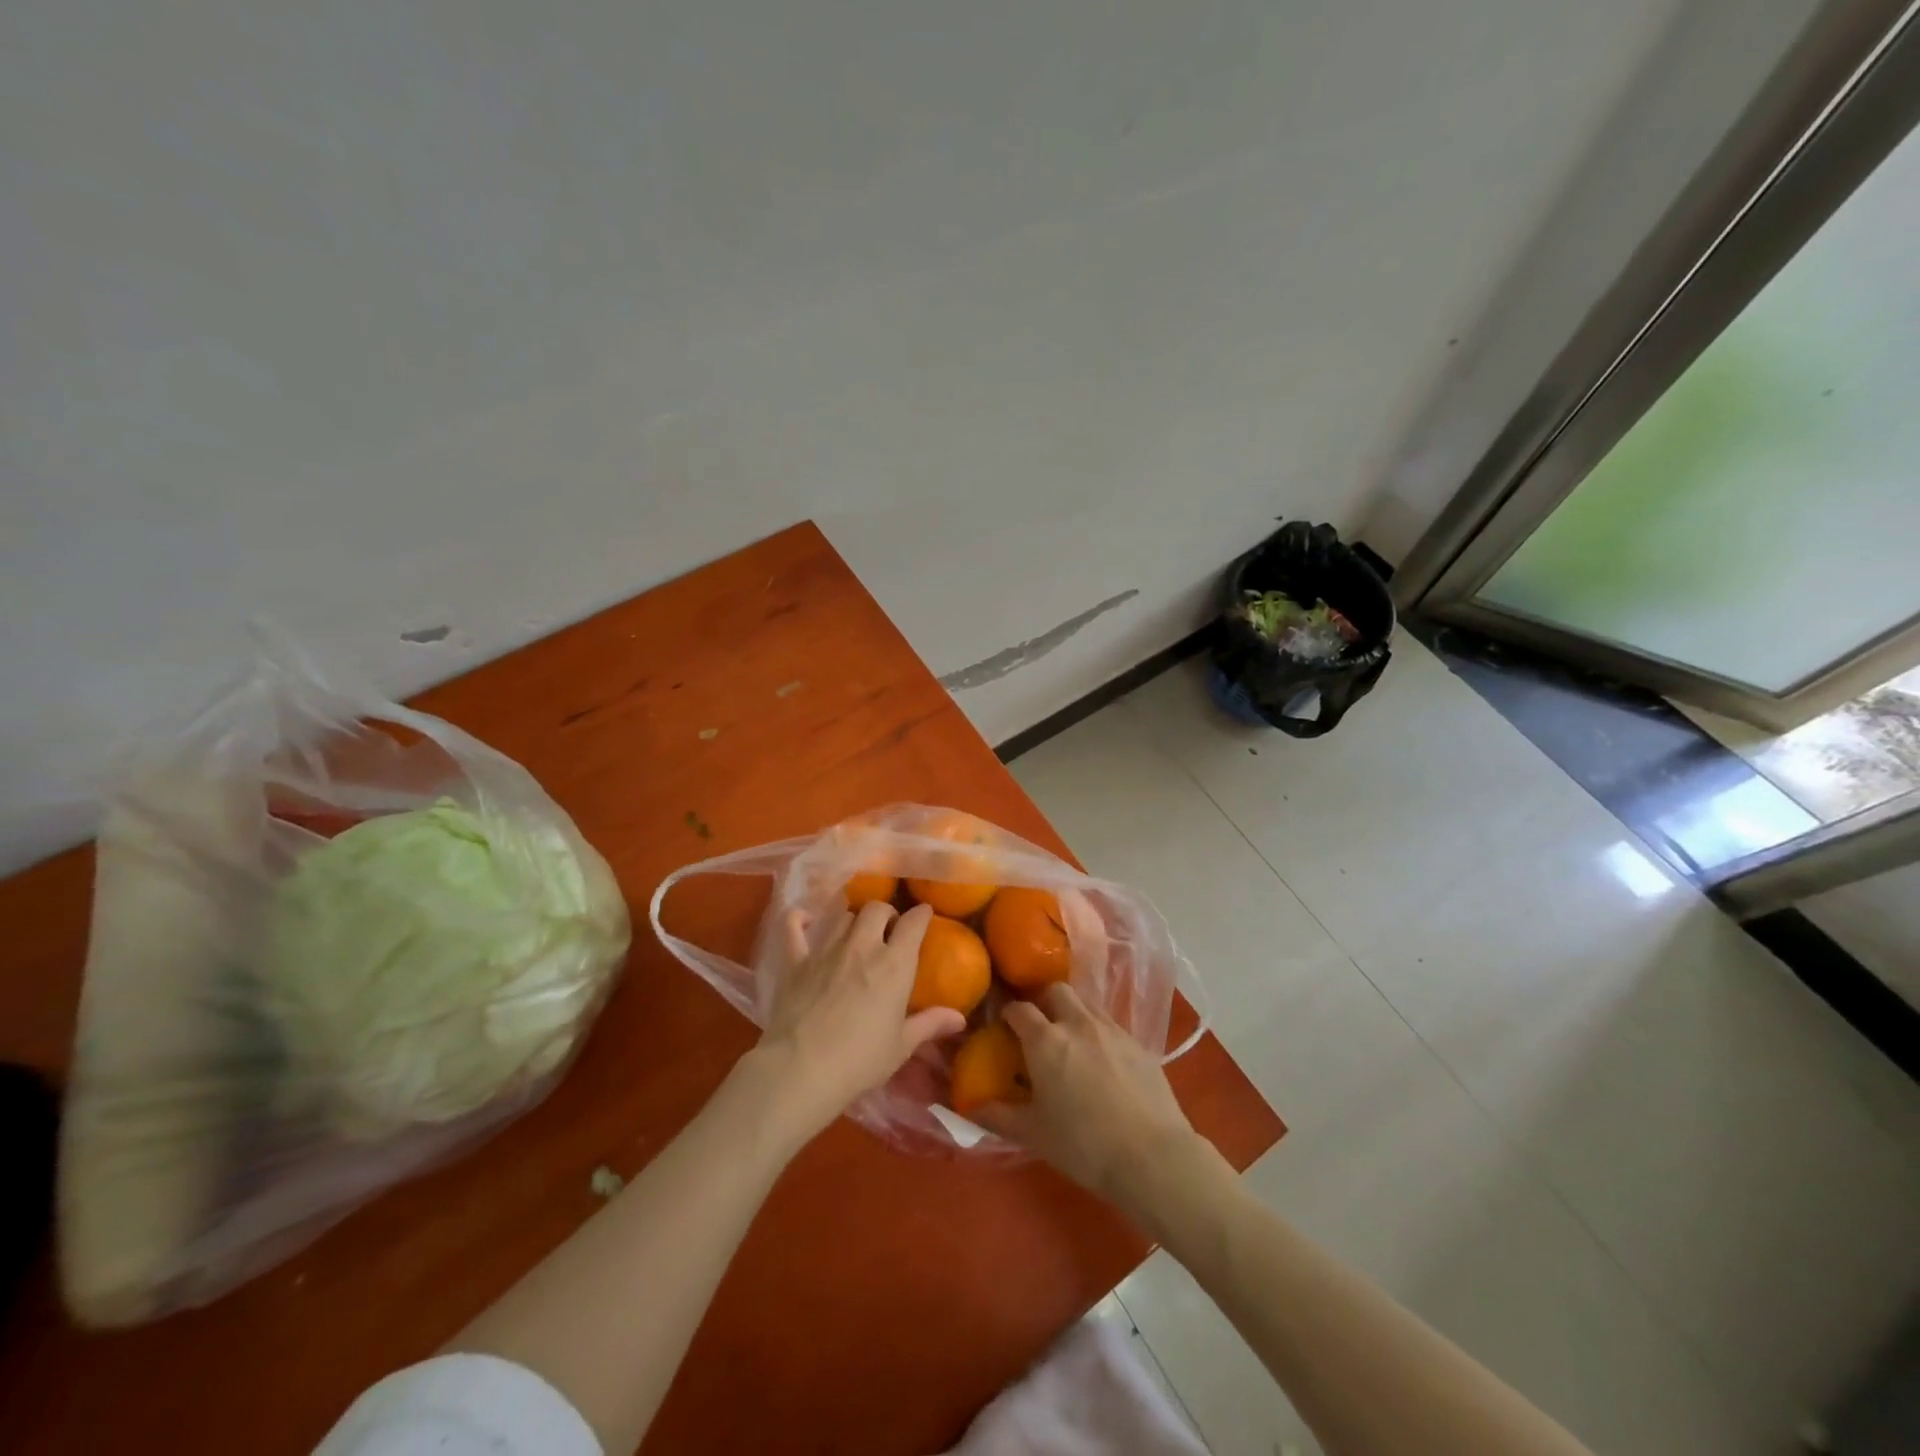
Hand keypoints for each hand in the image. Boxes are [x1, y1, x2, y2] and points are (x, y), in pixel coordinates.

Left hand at [748, 901, 964, 1141]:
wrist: (801, 1069)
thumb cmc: (860, 1060)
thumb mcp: (901, 1046)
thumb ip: (930, 1024)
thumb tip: (960, 1019)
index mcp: (894, 964)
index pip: (913, 923)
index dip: (921, 914)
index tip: (924, 915)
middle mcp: (862, 945)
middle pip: (876, 909)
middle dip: (886, 913)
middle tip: (888, 930)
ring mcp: (826, 949)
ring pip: (843, 915)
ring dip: (853, 919)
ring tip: (856, 933)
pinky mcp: (796, 960)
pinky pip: (793, 927)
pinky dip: (798, 918)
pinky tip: (803, 918)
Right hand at [970, 984, 1199, 1208]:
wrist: (1152, 1156)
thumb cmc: (1083, 1145)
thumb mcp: (1032, 1134)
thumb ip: (996, 1115)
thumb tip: (968, 1106)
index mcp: (1046, 1040)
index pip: (1019, 1009)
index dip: (1007, 1013)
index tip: (1002, 1025)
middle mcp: (1077, 1023)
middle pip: (1055, 991)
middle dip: (1042, 1001)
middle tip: (1037, 1026)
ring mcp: (1111, 1029)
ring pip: (1085, 1003)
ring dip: (1071, 1012)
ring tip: (1069, 1040)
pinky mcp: (1138, 1043)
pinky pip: (1109, 1024)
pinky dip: (1097, 1031)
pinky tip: (1100, 1059)